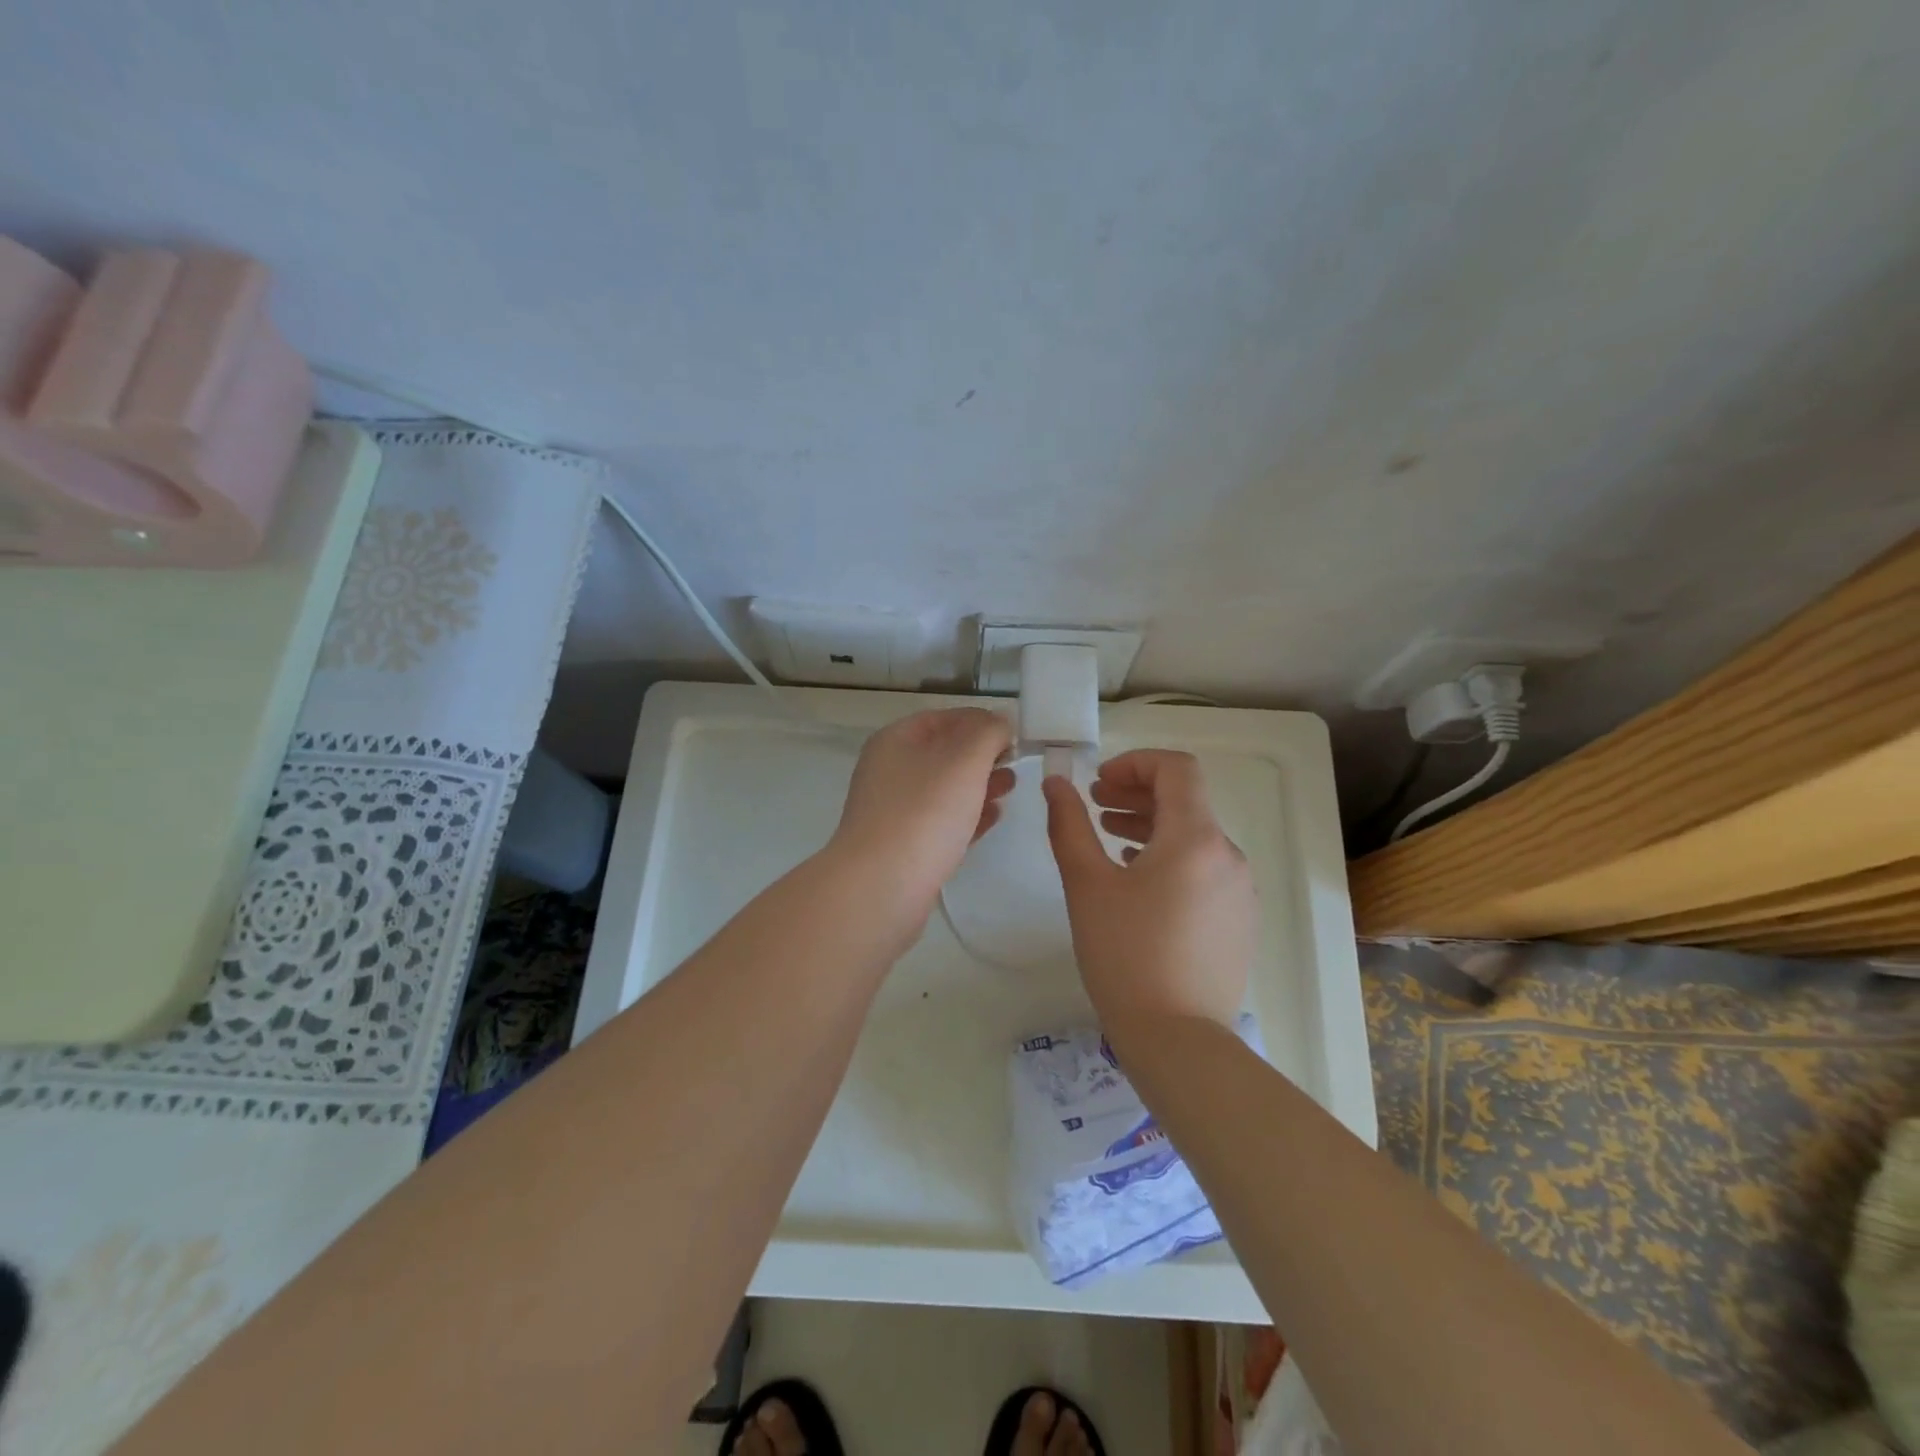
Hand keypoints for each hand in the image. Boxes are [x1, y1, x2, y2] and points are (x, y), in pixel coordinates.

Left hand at [829, 707, 1015, 924]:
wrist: (881, 887)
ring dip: (979, 785)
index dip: (981, 721)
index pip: (944, 718)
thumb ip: (988, 732)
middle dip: (982, 755)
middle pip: (944, 753)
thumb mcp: (964, 759)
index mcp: (896, 740)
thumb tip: (999, 722)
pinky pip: (942, 822)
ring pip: (945, 789)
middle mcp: (890, 771)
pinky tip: (994, 818)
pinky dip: (969, 815)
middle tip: (1016, 763)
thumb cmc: (924, 813)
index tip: (1015, 735)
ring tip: (1010, 789)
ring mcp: (894, 811)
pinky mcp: (904, 847)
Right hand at [1043, 750, 1253, 1030]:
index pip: (1177, 769)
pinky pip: (1205, 869)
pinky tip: (1139, 880)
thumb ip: (1069, 824)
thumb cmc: (1125, 954)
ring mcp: (1240, 890)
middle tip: (1096, 804)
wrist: (1178, 1040)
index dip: (1135, 763)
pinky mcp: (1239, 919)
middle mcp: (1228, 855)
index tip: (1099, 781)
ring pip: (1195, 836)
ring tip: (1110, 838)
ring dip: (1152, 825)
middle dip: (1138, 792)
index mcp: (1196, 838)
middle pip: (1186, 801)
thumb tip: (1056, 783)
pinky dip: (1171, 858)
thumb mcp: (1086, 884)